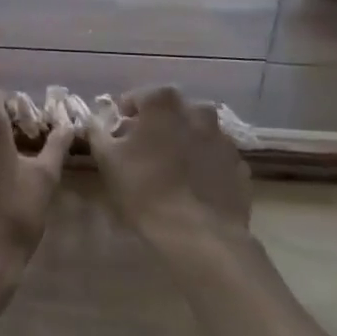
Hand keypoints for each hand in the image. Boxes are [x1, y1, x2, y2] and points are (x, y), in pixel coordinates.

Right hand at [88, 86, 251, 246]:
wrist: (200, 237)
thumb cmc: (146, 190)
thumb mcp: (107, 160)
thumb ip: (98, 132)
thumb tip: (97, 120)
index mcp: (163, 101)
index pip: (137, 98)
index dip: (124, 118)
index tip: (118, 139)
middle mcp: (197, 109)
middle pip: (170, 113)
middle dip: (157, 127)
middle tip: (144, 155)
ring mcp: (222, 137)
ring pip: (196, 133)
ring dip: (184, 144)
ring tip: (172, 173)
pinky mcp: (239, 166)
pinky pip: (215, 158)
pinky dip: (205, 166)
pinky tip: (195, 189)